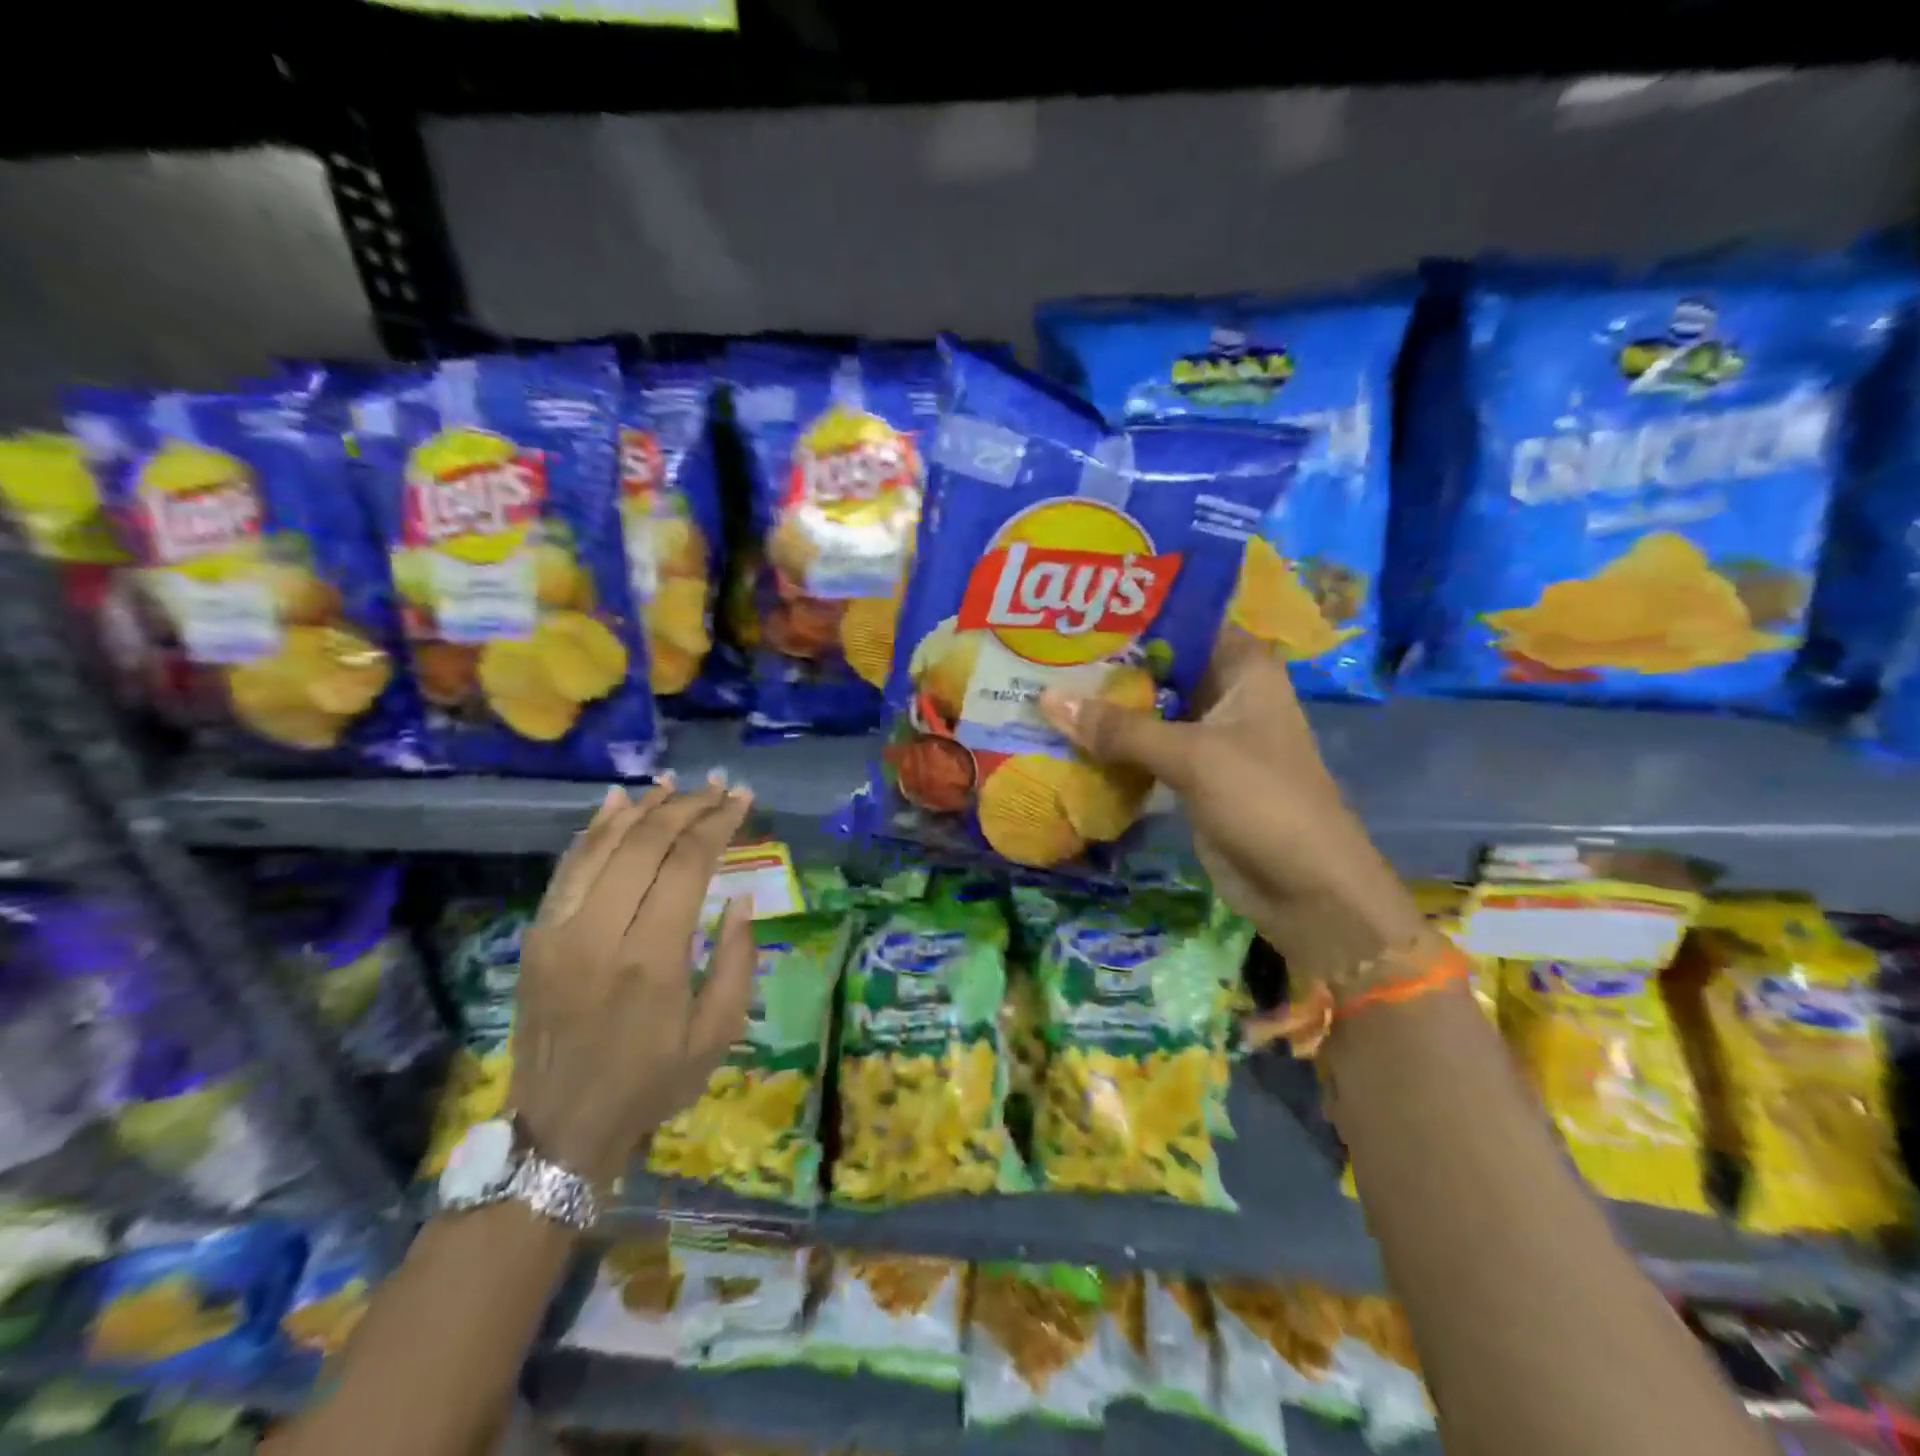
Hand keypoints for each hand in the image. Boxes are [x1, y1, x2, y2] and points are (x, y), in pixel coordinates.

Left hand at [509, 774, 756, 1187]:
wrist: (560, 1126)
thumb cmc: (651, 1081)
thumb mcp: (717, 1034)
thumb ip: (736, 961)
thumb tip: (740, 899)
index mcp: (651, 959)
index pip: (687, 864)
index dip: (719, 824)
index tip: (743, 800)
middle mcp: (599, 933)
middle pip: (646, 844)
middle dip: (689, 807)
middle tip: (720, 788)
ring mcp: (559, 931)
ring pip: (603, 845)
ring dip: (643, 807)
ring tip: (676, 785)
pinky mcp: (537, 935)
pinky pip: (568, 866)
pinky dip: (595, 828)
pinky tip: (618, 801)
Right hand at [1038, 631, 1424, 984]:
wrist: (1304, 888)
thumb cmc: (1262, 801)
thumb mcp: (1191, 755)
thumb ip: (1120, 728)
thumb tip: (1047, 699)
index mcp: (1242, 667)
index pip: (1183, 620)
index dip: (1134, 612)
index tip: (1077, 604)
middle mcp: (1224, 691)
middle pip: (1158, 665)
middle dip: (1107, 662)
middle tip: (1044, 648)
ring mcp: (1206, 735)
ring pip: (1147, 708)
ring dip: (1104, 706)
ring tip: (1041, 683)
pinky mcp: (1190, 773)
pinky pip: (1143, 748)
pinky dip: (1112, 744)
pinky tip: (1065, 734)